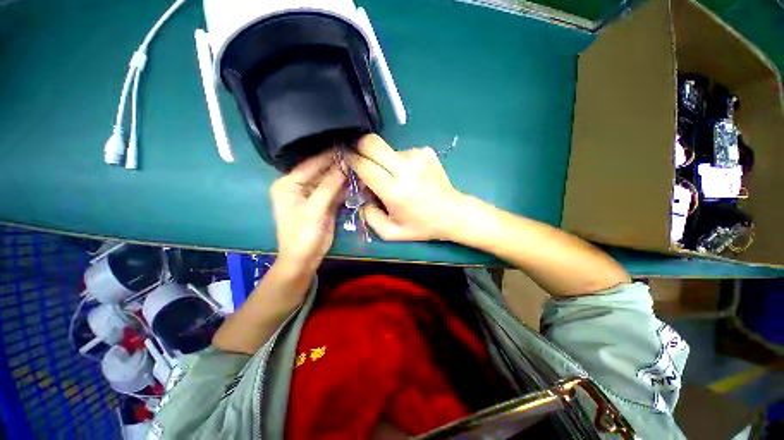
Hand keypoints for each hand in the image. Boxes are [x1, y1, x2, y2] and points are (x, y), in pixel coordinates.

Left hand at [270, 149, 345, 271]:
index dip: (329, 156)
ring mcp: (313, 195)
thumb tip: (344, 165)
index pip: (311, 164)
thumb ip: (329, 186)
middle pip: (321, 171)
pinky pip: (335, 191)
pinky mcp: (324, 203)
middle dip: (338, 166)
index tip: (347, 146)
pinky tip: (357, 181)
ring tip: (360, 166)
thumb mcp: (314, 209)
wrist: (305, 258)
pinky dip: (345, 188)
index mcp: (288, 184)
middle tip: (357, 156)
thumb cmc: (302, 234)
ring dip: (343, 176)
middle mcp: (300, 186)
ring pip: (330, 181)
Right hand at [346, 134, 464, 240]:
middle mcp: (406, 169)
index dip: (351, 159)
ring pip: (387, 149)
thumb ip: (369, 216)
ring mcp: (418, 157)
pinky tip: (408, 175)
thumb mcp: (390, 232)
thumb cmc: (421, 226)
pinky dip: (399, 162)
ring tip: (393, 177)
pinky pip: (402, 152)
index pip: (364, 166)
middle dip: (359, 146)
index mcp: (395, 191)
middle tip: (358, 156)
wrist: (452, 213)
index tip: (344, 156)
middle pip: (372, 143)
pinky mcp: (426, 152)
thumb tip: (361, 195)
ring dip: (383, 161)